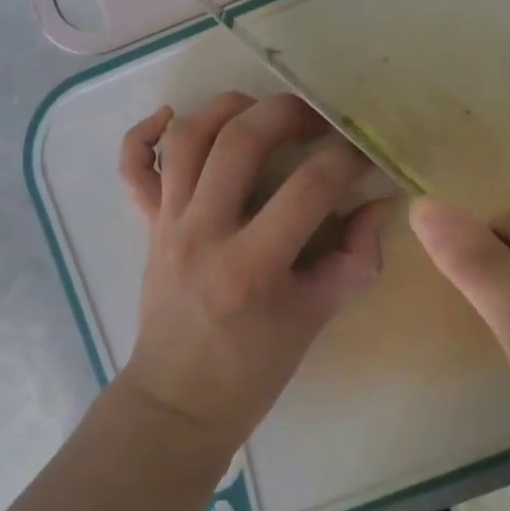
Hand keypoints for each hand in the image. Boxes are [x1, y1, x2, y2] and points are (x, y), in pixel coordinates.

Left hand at [114, 93, 387, 452]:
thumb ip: (354, 261)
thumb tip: (377, 207)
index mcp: (253, 264)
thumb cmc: (250, 370)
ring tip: (258, 109)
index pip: (309, 187)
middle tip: (314, 119)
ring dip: (225, 108)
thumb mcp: (314, 321)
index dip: (345, 161)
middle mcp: (204, 231)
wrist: (176, 402)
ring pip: (188, 139)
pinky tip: (171, 116)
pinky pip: (132, 168)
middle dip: (286, 114)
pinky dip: (143, 133)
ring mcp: (168, 224)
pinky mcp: (147, 226)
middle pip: (240, 142)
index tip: (362, 158)